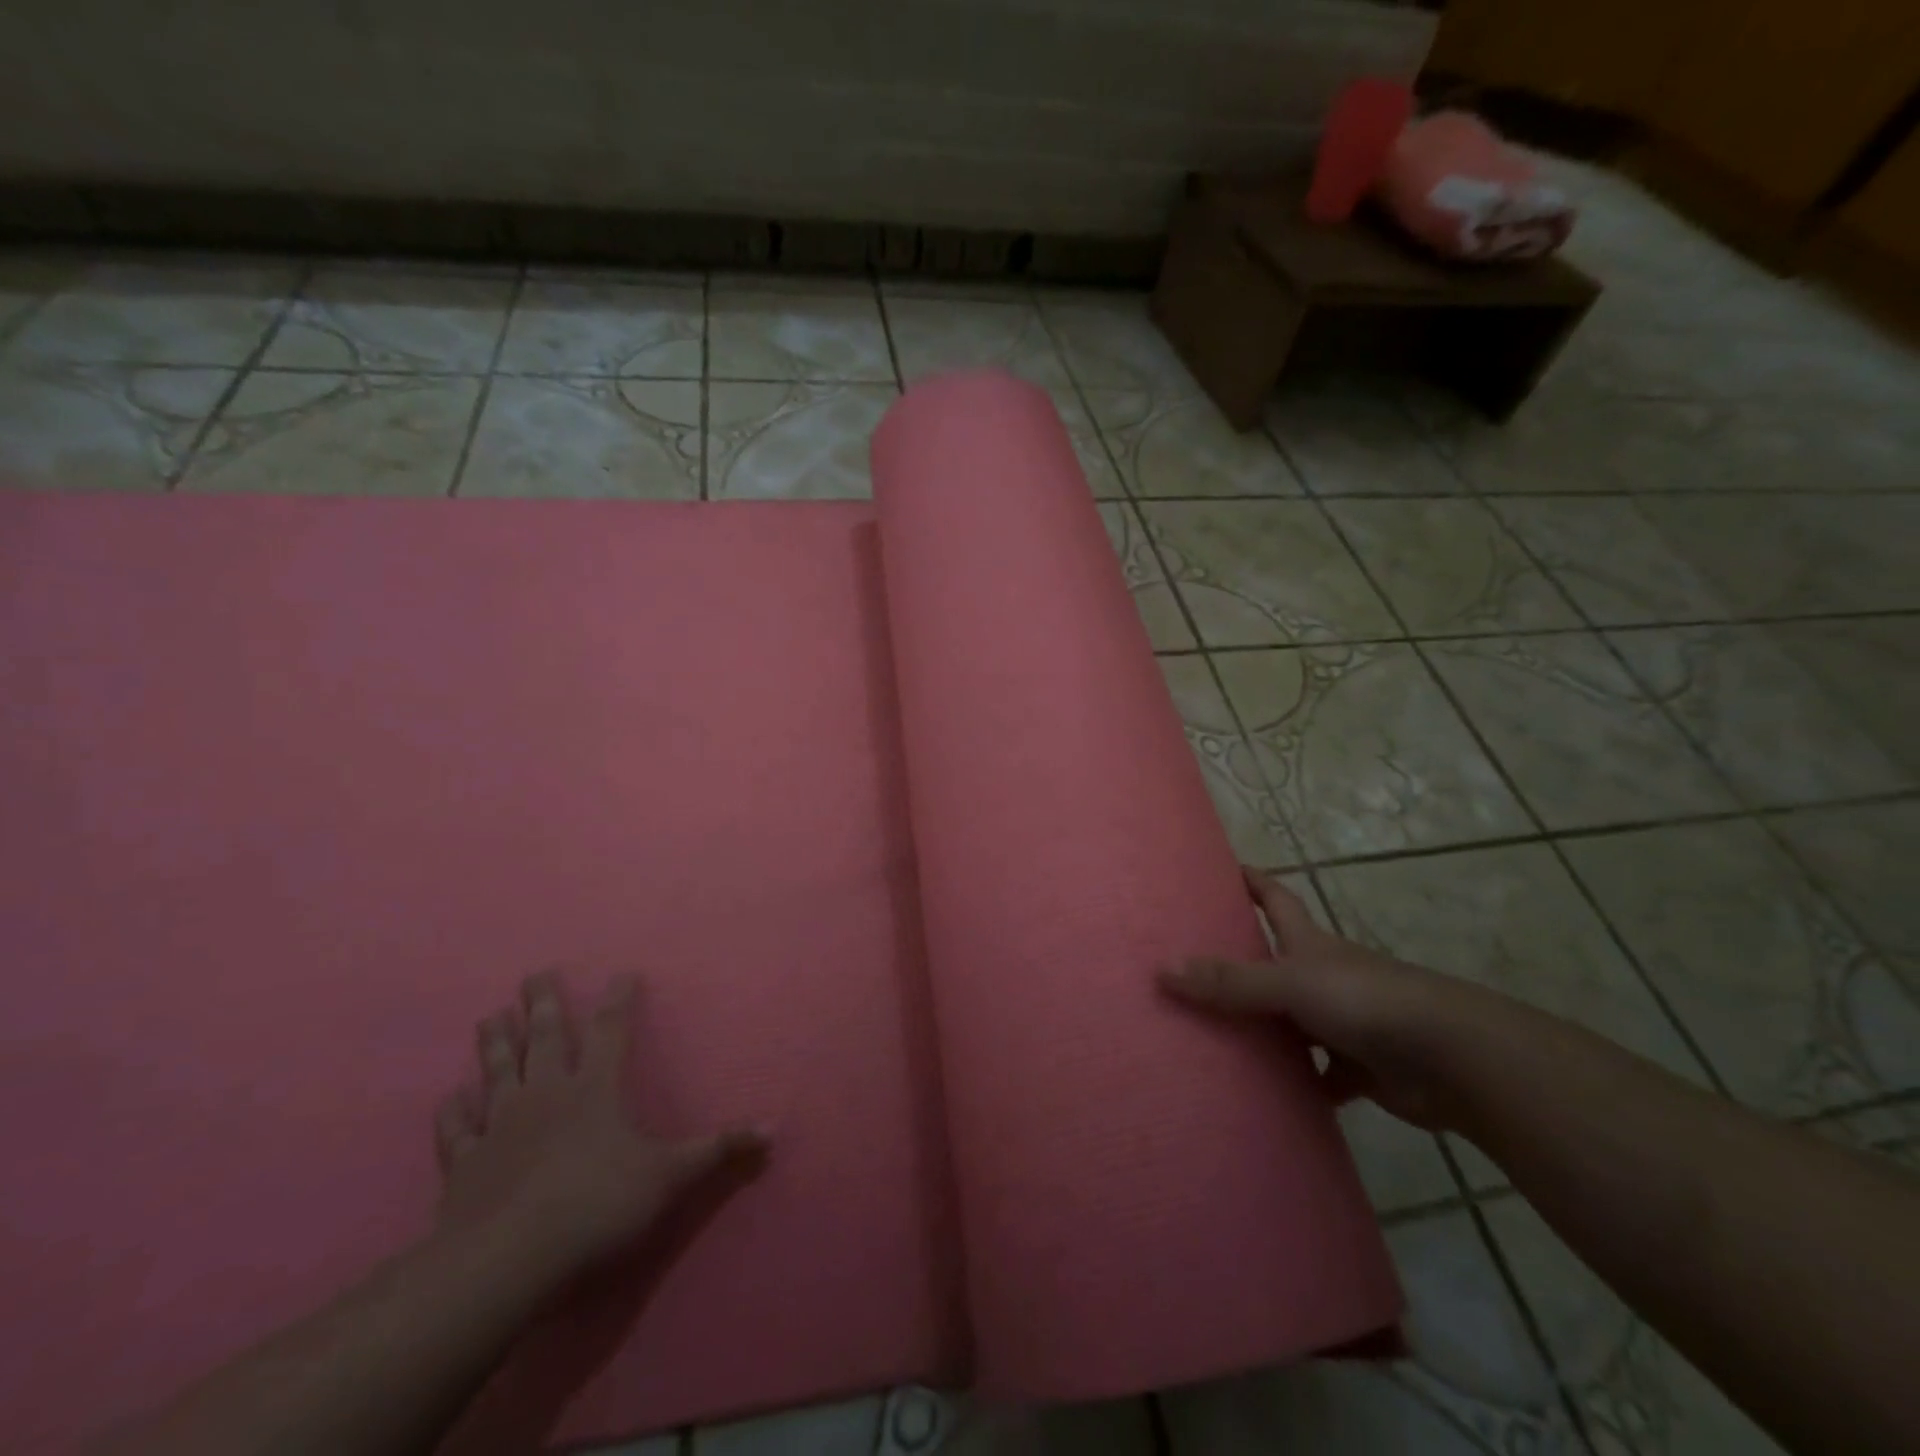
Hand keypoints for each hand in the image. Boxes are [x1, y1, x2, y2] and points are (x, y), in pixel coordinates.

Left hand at [434, 972, 765, 1283]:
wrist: (507, 1260)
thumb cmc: (597, 1205)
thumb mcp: (670, 1176)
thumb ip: (717, 1149)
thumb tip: (773, 1129)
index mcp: (595, 1087)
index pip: (610, 1029)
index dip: (618, 999)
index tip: (623, 974)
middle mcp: (546, 1092)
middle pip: (544, 1036)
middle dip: (543, 1002)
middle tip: (535, 973)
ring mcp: (500, 1124)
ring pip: (497, 1070)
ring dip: (494, 1042)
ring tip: (491, 1015)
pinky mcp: (464, 1163)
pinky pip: (456, 1128)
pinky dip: (453, 1111)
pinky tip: (452, 1097)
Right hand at [1159, 868, 1513, 1130]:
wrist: (1452, 1059)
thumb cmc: (1366, 1001)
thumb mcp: (1289, 984)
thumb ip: (1230, 982)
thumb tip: (1162, 969)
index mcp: (1310, 945)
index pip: (1276, 899)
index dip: (1253, 881)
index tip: (1225, 869)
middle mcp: (1326, 976)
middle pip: (1277, 961)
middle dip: (1242, 961)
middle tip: (1193, 966)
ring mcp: (1345, 1022)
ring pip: (1293, 1022)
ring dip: (1264, 1030)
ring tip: (1213, 1038)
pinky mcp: (1361, 1068)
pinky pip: (1319, 1075)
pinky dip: (1299, 1084)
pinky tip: (1267, 1095)